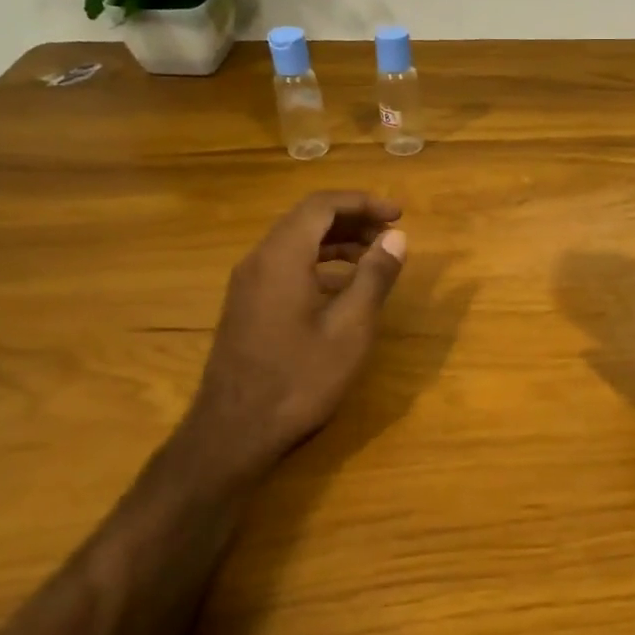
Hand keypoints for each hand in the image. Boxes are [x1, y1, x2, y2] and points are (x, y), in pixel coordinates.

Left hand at [176, 191, 406, 482]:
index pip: (322, 205)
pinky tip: (344, 288)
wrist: (235, 432)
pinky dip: (319, 263)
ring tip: (374, 257)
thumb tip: (396, 237)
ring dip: (337, 241)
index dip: (364, 202)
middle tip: (391, 233)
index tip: (399, 215)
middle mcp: (259, 260)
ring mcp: (248, 284)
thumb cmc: (300, 378)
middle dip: (353, 219)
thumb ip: (375, 276)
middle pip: (307, 219)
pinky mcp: (247, 306)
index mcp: (282, 257)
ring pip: (296, 243)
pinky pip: (286, 266)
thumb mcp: (351, 327)